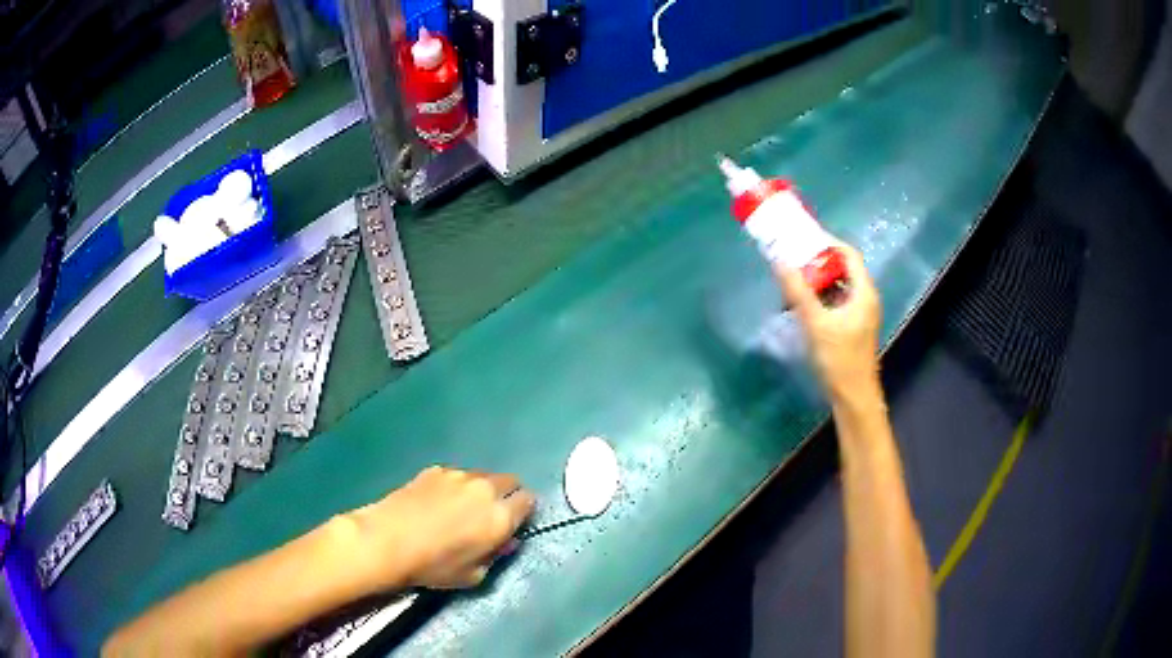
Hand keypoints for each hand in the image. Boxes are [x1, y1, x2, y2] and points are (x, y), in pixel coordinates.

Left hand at [344, 466, 535, 589]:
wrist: (387, 540)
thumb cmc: (434, 566)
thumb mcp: (473, 575)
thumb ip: (496, 556)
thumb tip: (506, 542)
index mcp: (500, 516)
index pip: (528, 501)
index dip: (523, 513)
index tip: (512, 524)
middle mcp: (485, 489)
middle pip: (510, 481)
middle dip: (506, 495)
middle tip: (489, 515)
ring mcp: (459, 475)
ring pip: (482, 476)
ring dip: (480, 489)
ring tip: (459, 508)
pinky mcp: (435, 469)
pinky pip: (456, 476)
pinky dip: (455, 486)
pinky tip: (436, 503)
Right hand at [775, 241, 881, 403]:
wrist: (853, 397)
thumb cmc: (839, 360)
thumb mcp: (816, 324)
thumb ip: (798, 291)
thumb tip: (780, 261)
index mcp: (863, 292)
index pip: (848, 254)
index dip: (826, 242)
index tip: (801, 238)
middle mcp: (864, 297)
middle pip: (841, 268)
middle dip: (816, 262)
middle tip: (790, 259)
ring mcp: (858, 313)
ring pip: (836, 286)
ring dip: (815, 282)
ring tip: (790, 281)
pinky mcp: (851, 326)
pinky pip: (834, 301)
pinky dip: (818, 298)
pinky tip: (799, 305)